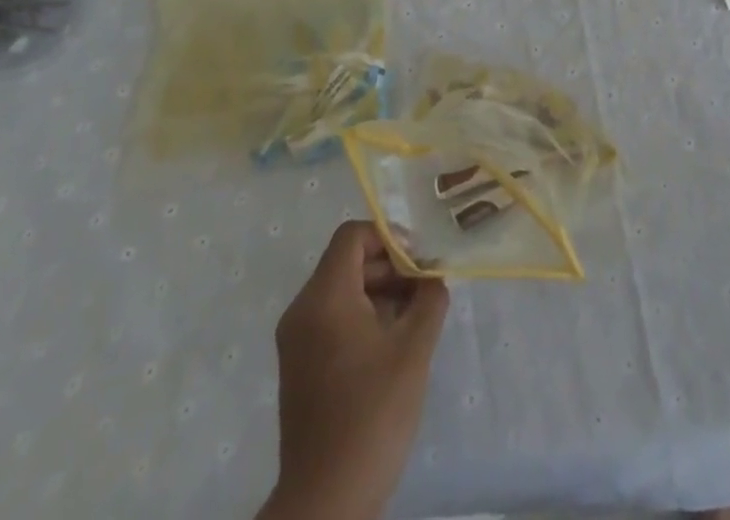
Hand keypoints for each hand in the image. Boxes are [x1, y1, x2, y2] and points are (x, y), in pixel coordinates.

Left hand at [262, 222, 449, 519]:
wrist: (326, 501)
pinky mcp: (300, 367)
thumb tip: (433, 276)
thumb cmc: (372, 414)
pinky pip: (332, 319)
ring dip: (380, 292)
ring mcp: (296, 341)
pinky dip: (363, 316)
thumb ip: (429, 299)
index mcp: (324, 298)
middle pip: (348, 262)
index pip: (353, 236)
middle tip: (426, 287)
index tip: (420, 258)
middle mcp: (302, 310)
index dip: (388, 237)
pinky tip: (394, 343)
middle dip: (390, 266)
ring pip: (342, 291)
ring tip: (416, 316)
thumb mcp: (414, 349)